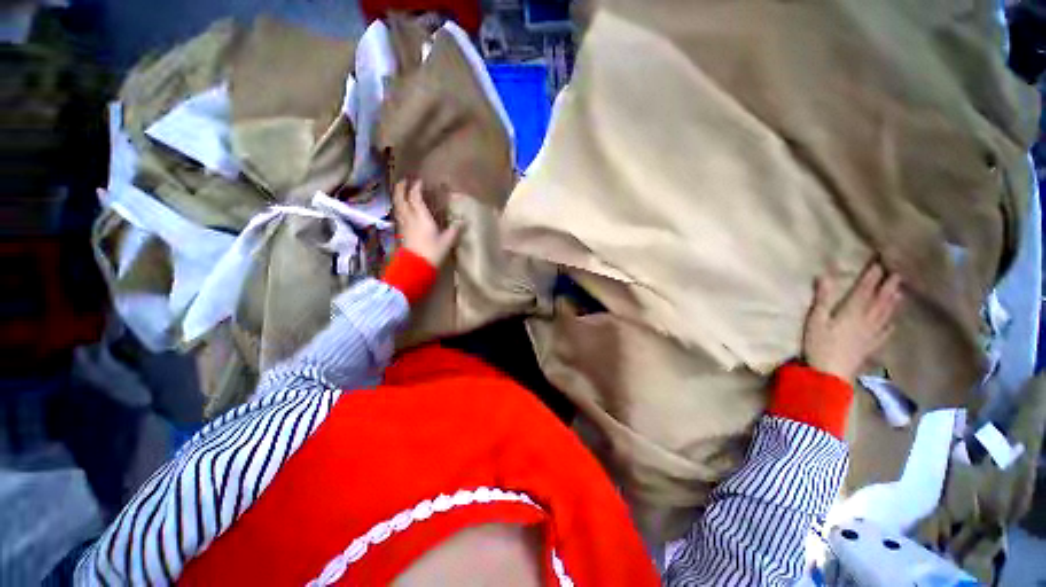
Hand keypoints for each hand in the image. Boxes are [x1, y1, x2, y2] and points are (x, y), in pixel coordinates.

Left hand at [392, 180, 461, 267]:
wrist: (416, 266)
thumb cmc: (432, 252)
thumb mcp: (447, 241)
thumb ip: (454, 230)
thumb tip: (463, 221)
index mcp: (421, 217)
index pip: (415, 198)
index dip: (416, 188)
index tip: (420, 181)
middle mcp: (410, 218)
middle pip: (401, 199)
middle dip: (401, 188)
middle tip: (404, 180)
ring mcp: (404, 225)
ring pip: (398, 207)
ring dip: (398, 197)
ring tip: (400, 191)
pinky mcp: (402, 233)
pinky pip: (399, 215)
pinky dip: (399, 208)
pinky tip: (402, 210)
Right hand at [802, 263, 903, 381]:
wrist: (831, 373)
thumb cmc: (819, 345)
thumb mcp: (815, 321)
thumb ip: (822, 299)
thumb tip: (825, 276)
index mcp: (851, 313)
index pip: (864, 291)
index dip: (871, 278)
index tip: (879, 265)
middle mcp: (866, 321)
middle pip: (879, 302)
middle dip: (887, 287)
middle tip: (897, 275)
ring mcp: (870, 335)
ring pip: (885, 315)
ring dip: (892, 303)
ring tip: (900, 293)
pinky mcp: (870, 347)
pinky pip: (884, 334)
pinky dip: (889, 326)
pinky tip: (893, 324)